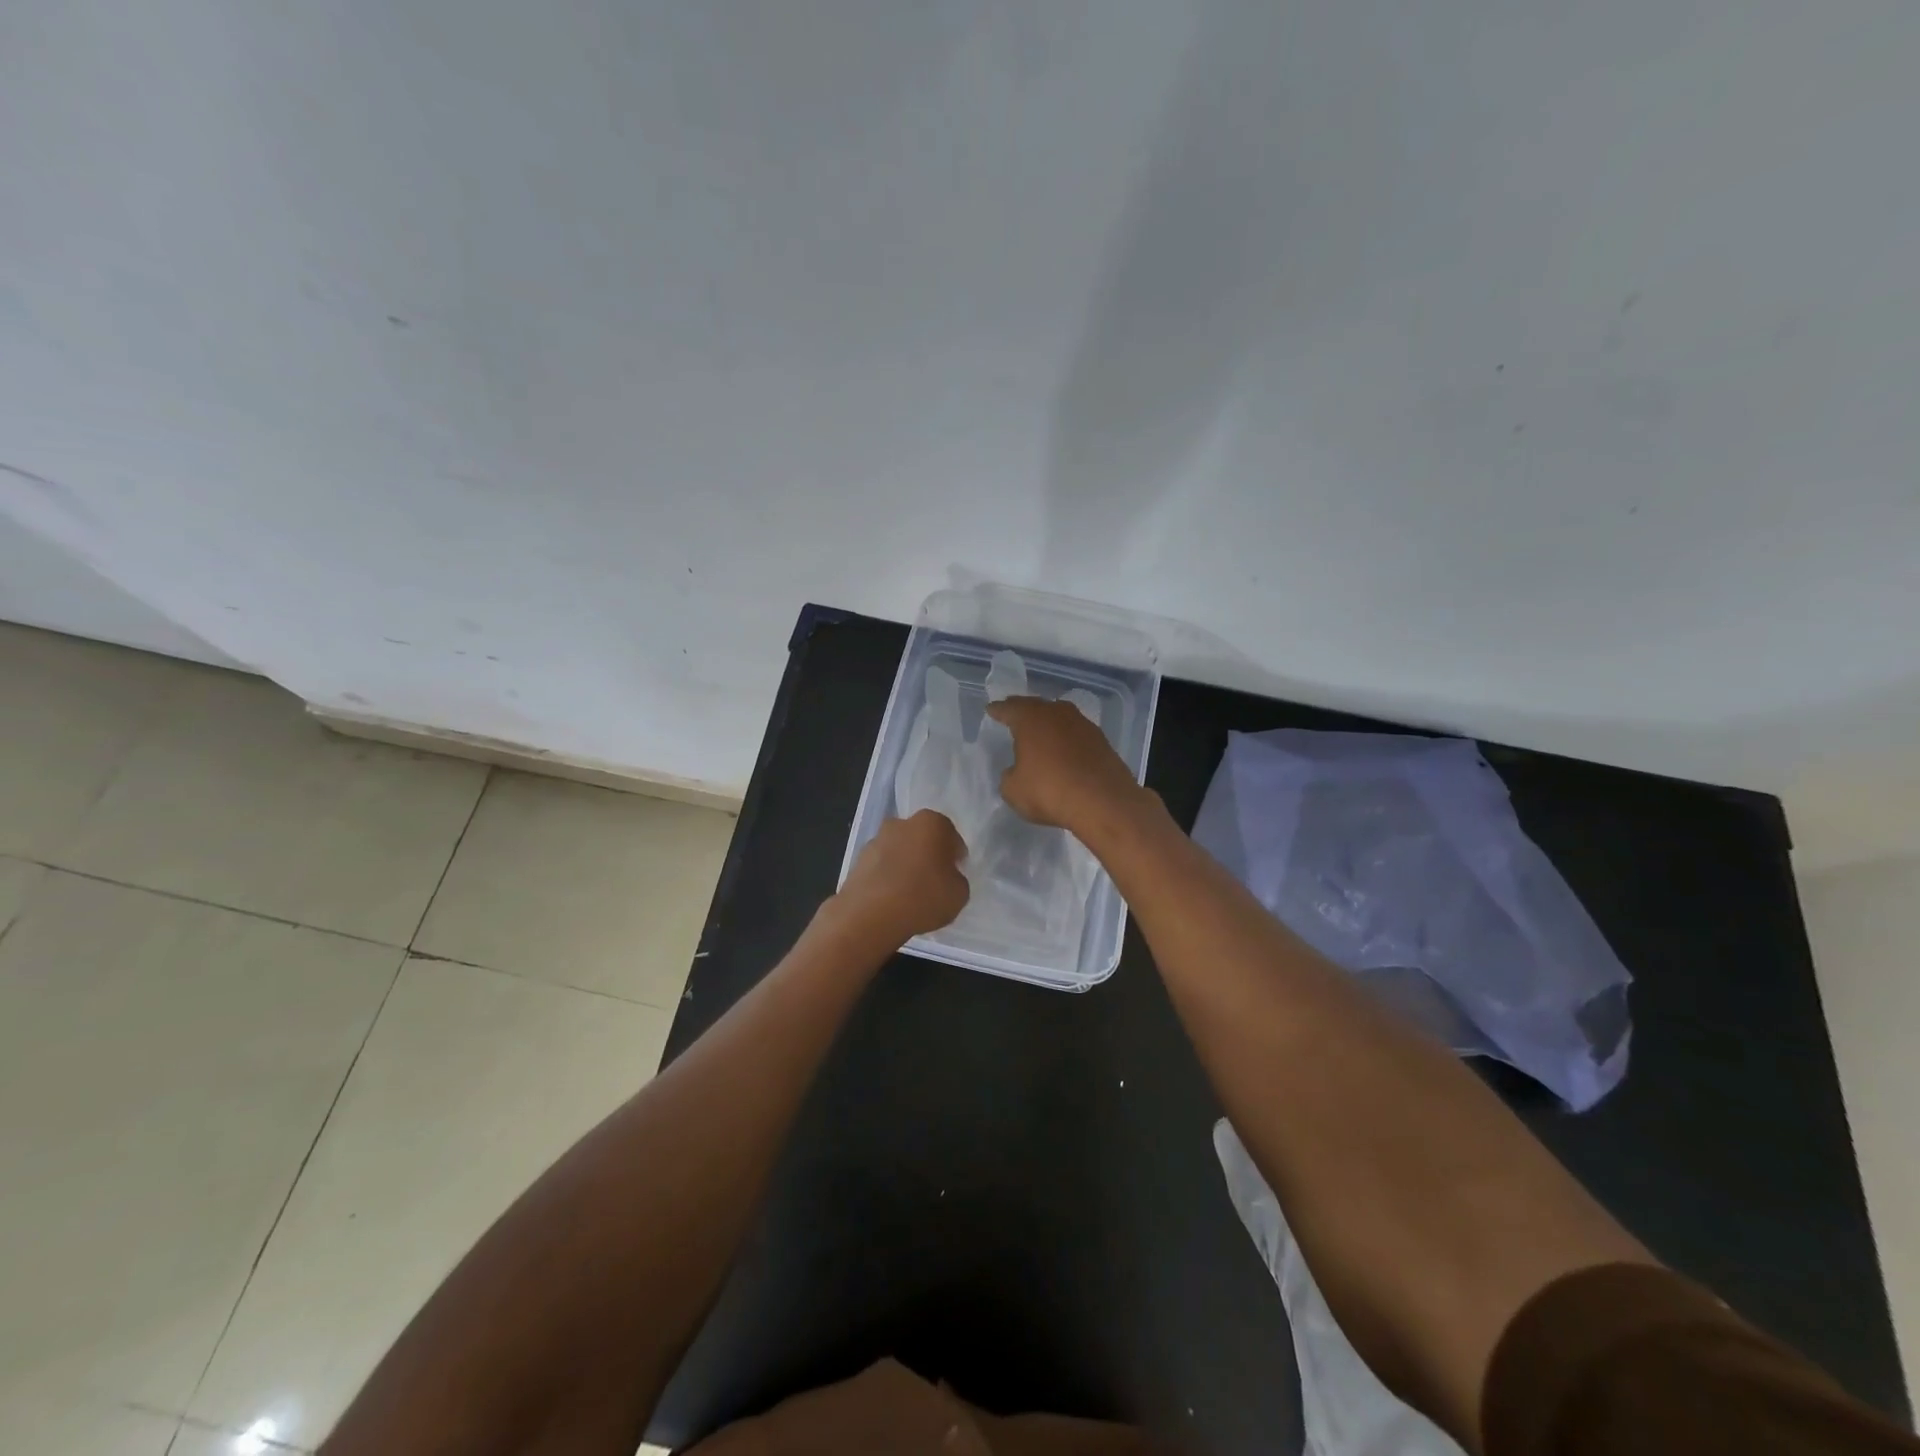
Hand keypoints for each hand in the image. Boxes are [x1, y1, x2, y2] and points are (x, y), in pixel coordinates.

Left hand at [833, 809, 969, 944]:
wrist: (871, 914)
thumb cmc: (923, 896)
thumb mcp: (959, 894)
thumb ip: (957, 879)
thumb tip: (947, 877)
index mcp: (932, 823)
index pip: (951, 836)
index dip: (955, 856)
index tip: (956, 874)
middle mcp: (902, 823)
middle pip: (922, 838)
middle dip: (928, 856)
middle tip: (934, 881)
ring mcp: (876, 840)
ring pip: (899, 850)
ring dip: (906, 865)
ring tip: (911, 894)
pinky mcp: (858, 859)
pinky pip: (882, 866)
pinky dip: (887, 877)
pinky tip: (892, 899)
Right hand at [985, 696, 1146, 831]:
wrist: (1103, 802)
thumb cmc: (1049, 791)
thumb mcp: (1014, 790)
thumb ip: (1010, 776)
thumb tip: (1017, 771)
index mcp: (1030, 718)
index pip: (1009, 708)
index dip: (998, 710)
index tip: (991, 709)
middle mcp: (1057, 713)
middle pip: (1036, 706)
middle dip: (1023, 710)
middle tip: (1013, 714)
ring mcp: (1083, 724)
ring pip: (1059, 717)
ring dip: (1049, 723)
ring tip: (1040, 732)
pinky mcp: (1101, 740)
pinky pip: (1076, 733)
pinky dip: (1067, 739)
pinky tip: (1064, 750)